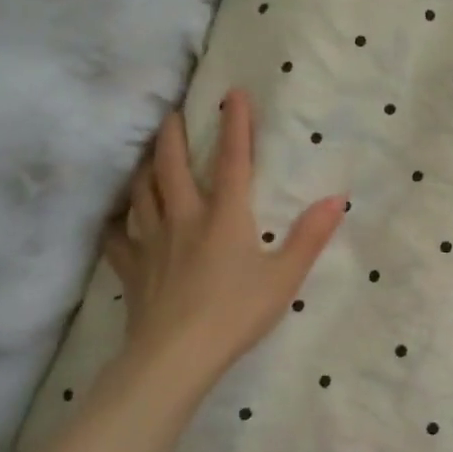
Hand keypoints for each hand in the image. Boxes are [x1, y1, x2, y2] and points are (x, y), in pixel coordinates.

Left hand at [25, 89, 342, 451]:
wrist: (175, 357)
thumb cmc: (236, 314)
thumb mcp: (285, 277)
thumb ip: (310, 236)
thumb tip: (337, 198)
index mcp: (225, 216)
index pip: (233, 160)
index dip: (235, 125)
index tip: (232, 94)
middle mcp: (184, 218)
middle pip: (172, 166)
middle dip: (173, 135)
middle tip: (172, 113)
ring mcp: (152, 242)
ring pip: (141, 192)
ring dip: (144, 167)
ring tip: (145, 154)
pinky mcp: (133, 269)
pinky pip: (117, 237)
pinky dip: (115, 221)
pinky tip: (115, 218)